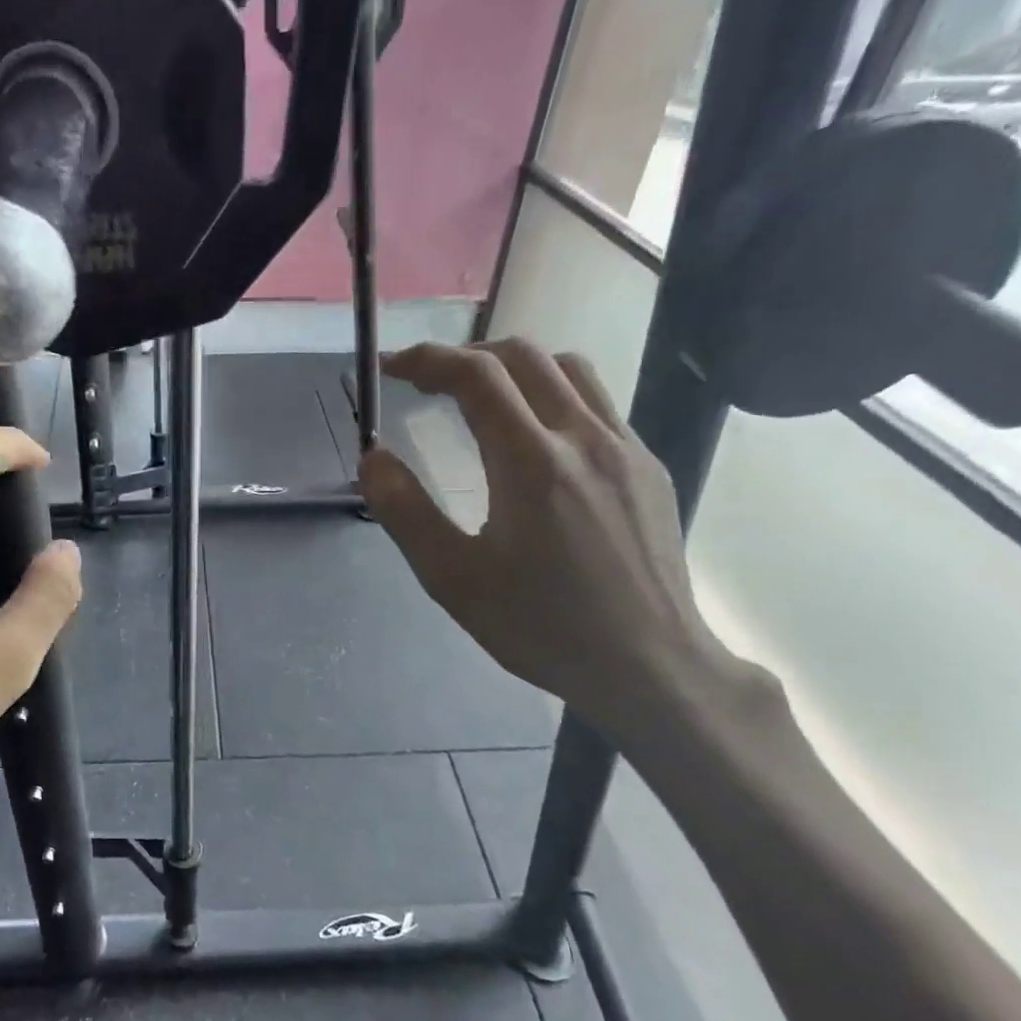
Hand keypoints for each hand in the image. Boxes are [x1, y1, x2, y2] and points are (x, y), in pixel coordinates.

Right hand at [360, 339, 740, 741]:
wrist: (648, 664)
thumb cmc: (541, 627)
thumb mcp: (453, 579)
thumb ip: (406, 512)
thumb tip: (372, 457)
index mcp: (531, 463)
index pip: (476, 376)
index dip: (426, 360)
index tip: (391, 368)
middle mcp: (584, 437)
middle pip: (523, 356)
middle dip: (465, 356)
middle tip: (427, 384)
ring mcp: (626, 448)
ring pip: (569, 370)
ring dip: (514, 368)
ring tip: (481, 399)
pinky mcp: (648, 467)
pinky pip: (598, 404)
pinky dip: (553, 396)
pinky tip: (537, 441)